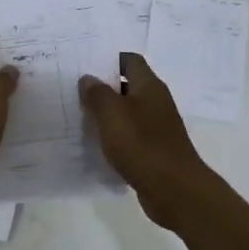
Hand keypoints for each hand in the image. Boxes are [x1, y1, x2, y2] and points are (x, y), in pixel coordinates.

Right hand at [79, 53, 211, 227]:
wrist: (173, 189)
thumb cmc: (141, 144)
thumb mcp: (112, 114)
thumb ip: (97, 93)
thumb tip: (88, 78)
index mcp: (149, 86)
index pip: (130, 60)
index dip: (108, 60)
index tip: (85, 66)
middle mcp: (156, 102)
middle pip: (128, 86)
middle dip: (103, 88)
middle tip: (75, 92)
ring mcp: (157, 127)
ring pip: (128, 112)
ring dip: (108, 114)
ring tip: (80, 117)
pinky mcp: (155, 149)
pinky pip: (131, 135)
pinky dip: (115, 136)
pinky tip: (97, 145)